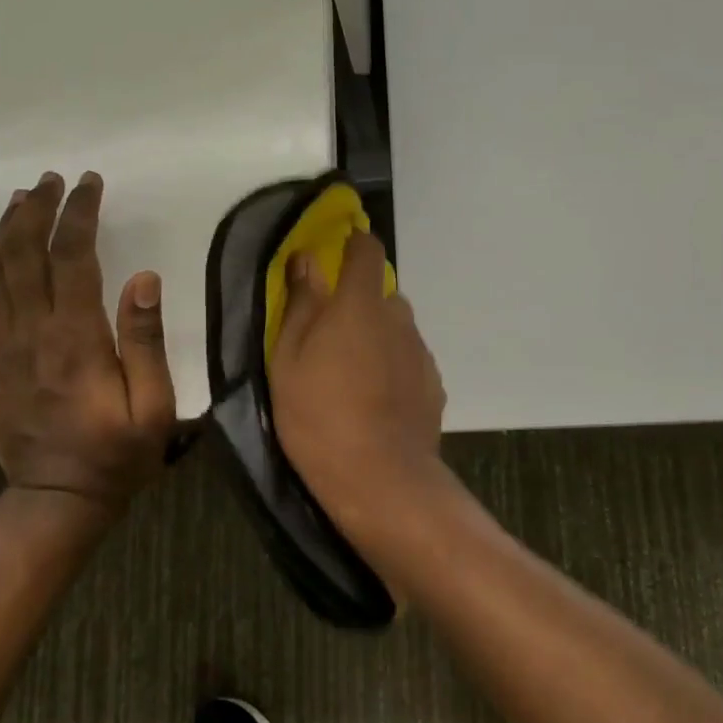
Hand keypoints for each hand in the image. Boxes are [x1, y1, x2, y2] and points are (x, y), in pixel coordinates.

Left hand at [0, 171, 176, 514]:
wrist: (60, 499)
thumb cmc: (118, 453)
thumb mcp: (154, 404)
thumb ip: (145, 340)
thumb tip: (143, 278)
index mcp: (76, 338)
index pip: (73, 258)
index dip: (78, 214)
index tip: (89, 184)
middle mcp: (31, 334)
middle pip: (26, 255)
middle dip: (39, 210)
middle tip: (53, 180)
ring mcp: (0, 351)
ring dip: (5, 232)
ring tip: (21, 199)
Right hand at [269, 232, 445, 529]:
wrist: (380, 478)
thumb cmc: (319, 416)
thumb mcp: (288, 361)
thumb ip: (300, 305)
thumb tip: (306, 260)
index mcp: (360, 304)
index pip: (367, 250)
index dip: (353, 244)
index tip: (337, 254)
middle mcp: (398, 319)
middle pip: (381, 295)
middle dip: (359, 305)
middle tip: (331, 339)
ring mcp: (421, 352)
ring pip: (397, 330)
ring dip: (377, 339)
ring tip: (353, 378)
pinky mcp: (434, 384)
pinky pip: (409, 361)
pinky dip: (394, 368)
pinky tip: (377, 402)